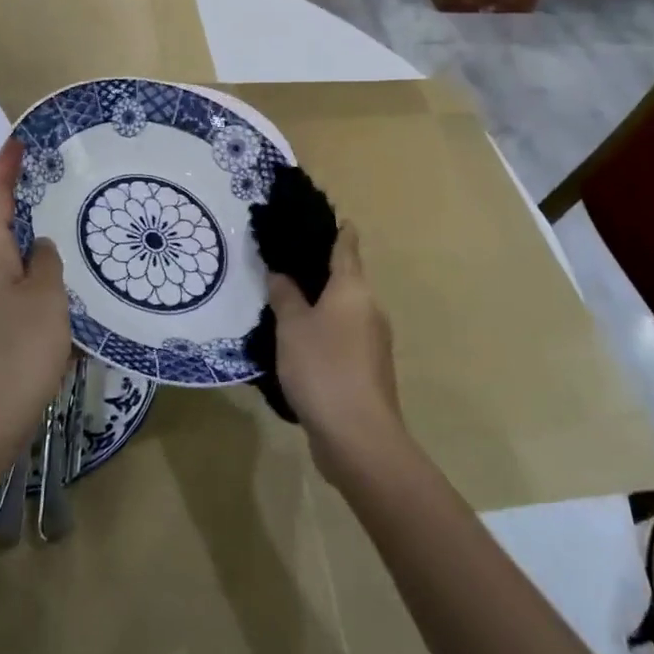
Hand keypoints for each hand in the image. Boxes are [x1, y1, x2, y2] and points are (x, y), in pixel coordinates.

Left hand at [0, 139, 72, 483]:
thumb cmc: (19, 351)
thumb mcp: (46, 298)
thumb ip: (47, 263)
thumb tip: (41, 247)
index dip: (4, 171)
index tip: (16, 143)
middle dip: (17, 205)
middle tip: (47, 186)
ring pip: (6, 263)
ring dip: (28, 245)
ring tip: (61, 234)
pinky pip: (12, 291)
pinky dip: (32, 279)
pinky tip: (57, 290)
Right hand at [267, 226, 406, 488]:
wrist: (358, 437)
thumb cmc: (323, 368)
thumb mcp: (292, 327)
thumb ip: (285, 296)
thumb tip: (280, 273)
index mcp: (354, 289)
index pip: (347, 246)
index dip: (336, 229)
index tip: (321, 216)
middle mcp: (369, 308)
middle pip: (346, 278)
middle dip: (320, 268)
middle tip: (284, 259)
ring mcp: (372, 342)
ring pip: (343, 310)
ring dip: (319, 303)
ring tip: (284, 299)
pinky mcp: (367, 370)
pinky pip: (342, 337)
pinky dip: (323, 331)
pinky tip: (297, 342)